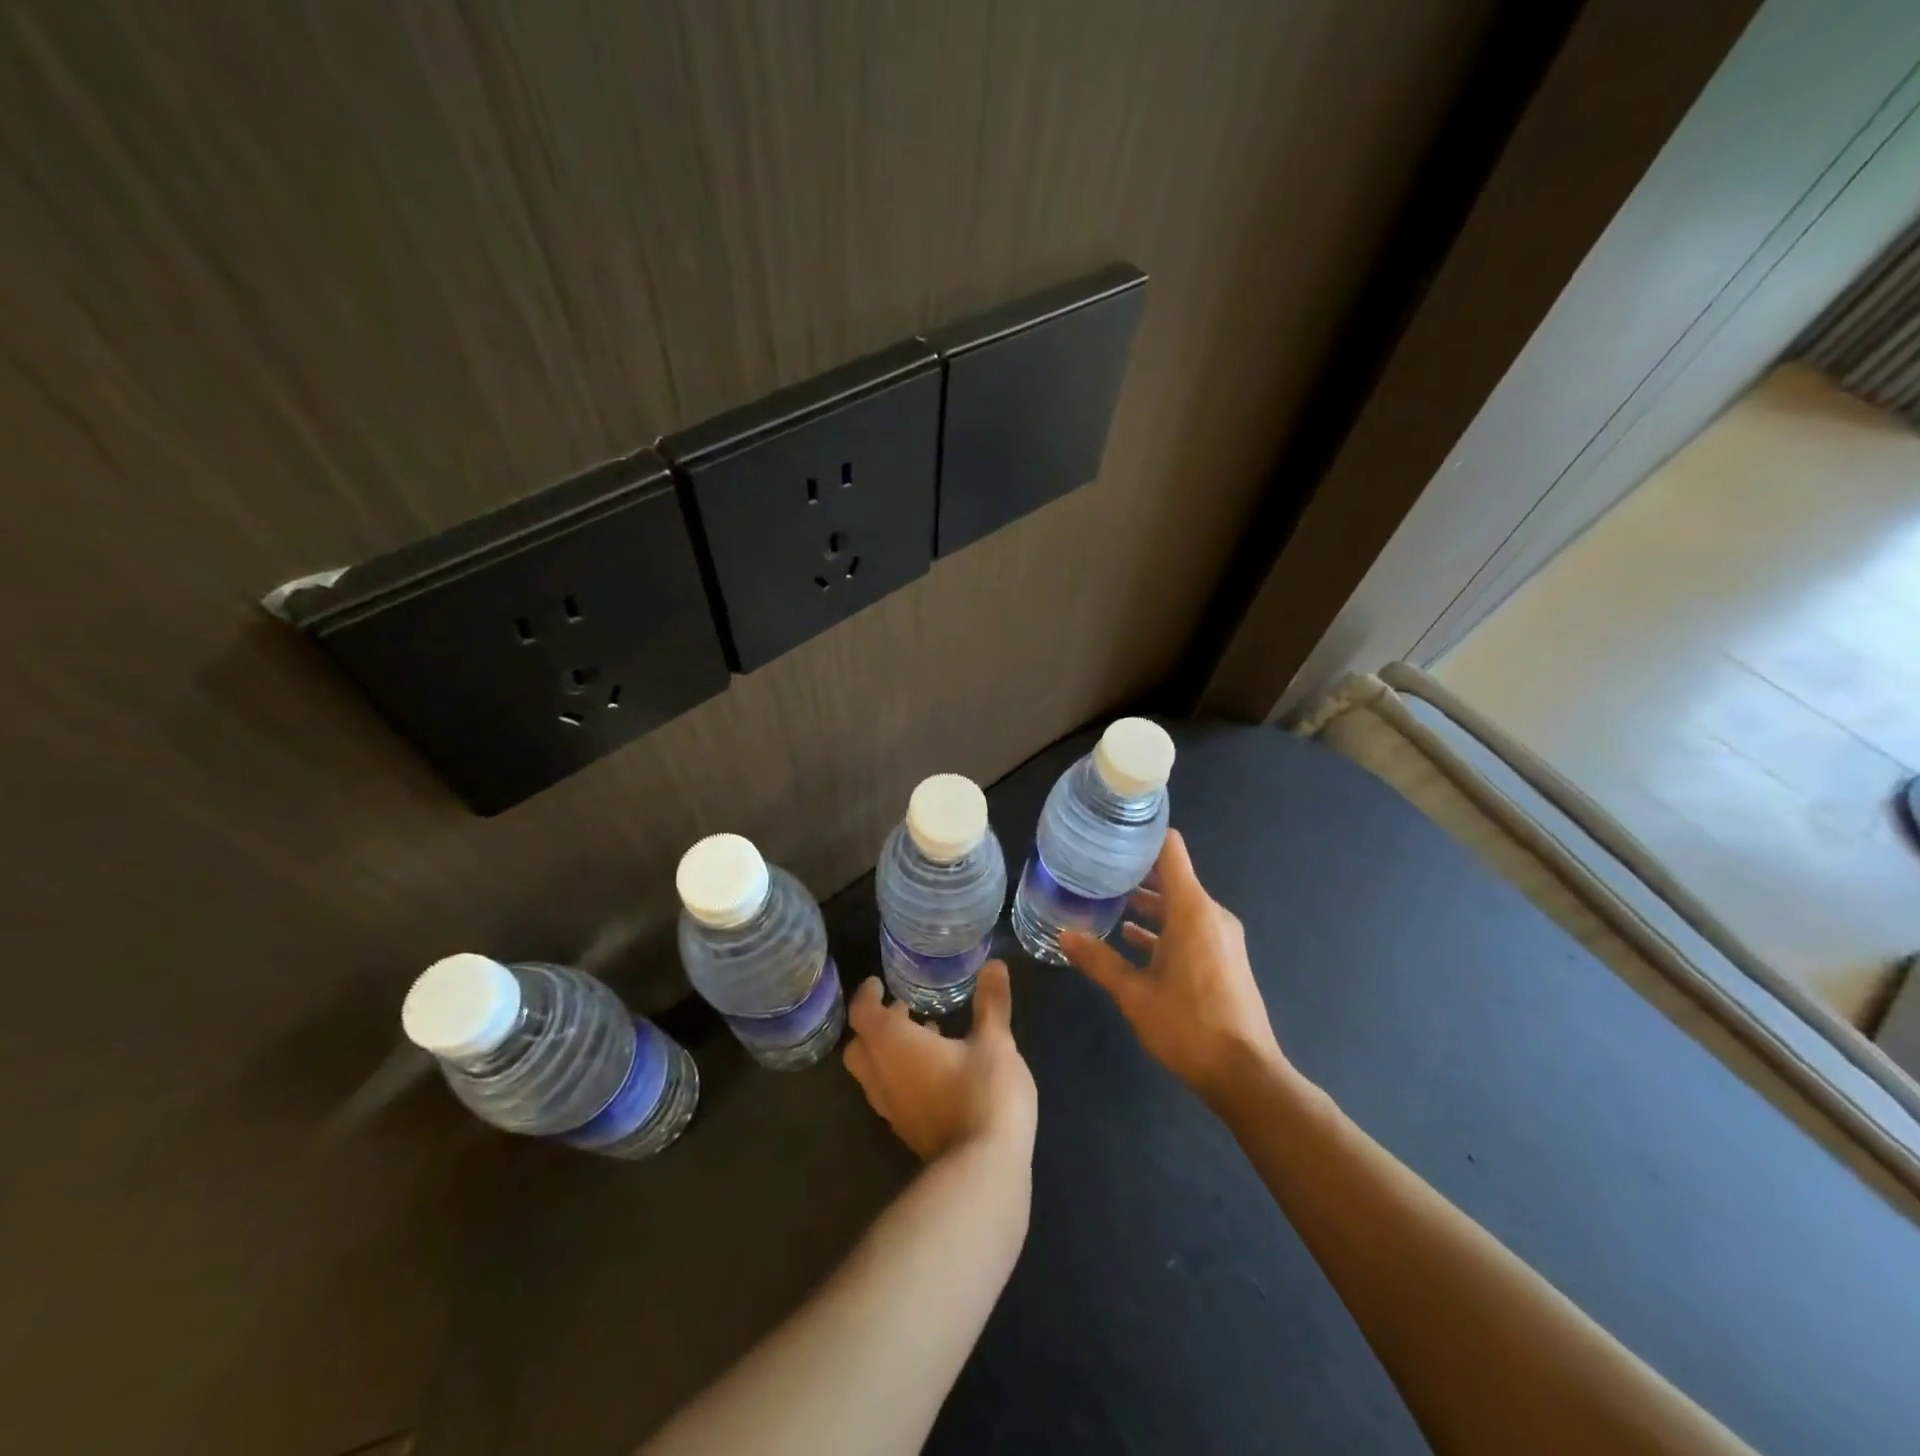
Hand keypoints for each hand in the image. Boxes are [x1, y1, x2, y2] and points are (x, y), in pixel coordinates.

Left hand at [843, 960, 1037, 1162]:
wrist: (984, 1173)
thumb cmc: (984, 1094)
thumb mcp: (995, 1042)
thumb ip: (991, 1003)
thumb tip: (994, 964)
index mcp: (894, 1045)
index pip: (863, 1014)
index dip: (867, 995)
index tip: (878, 983)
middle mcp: (882, 1077)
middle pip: (859, 1047)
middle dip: (874, 1026)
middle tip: (902, 1010)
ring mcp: (892, 1110)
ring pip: (873, 1074)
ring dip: (889, 1052)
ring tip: (926, 1036)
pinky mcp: (908, 1133)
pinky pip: (891, 1095)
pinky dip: (902, 1076)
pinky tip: (939, 1072)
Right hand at [1061, 829, 1286, 1106]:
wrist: (1245, 1074)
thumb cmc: (1188, 1026)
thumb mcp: (1134, 993)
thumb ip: (1098, 960)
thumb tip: (1063, 935)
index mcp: (1192, 909)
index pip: (1170, 850)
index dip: (1142, 835)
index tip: (1110, 832)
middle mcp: (1209, 914)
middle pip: (1171, 875)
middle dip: (1134, 871)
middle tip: (1093, 868)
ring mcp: (1220, 936)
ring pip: (1178, 904)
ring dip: (1146, 902)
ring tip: (1104, 900)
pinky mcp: (1222, 957)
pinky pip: (1188, 927)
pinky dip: (1161, 926)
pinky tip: (1129, 938)